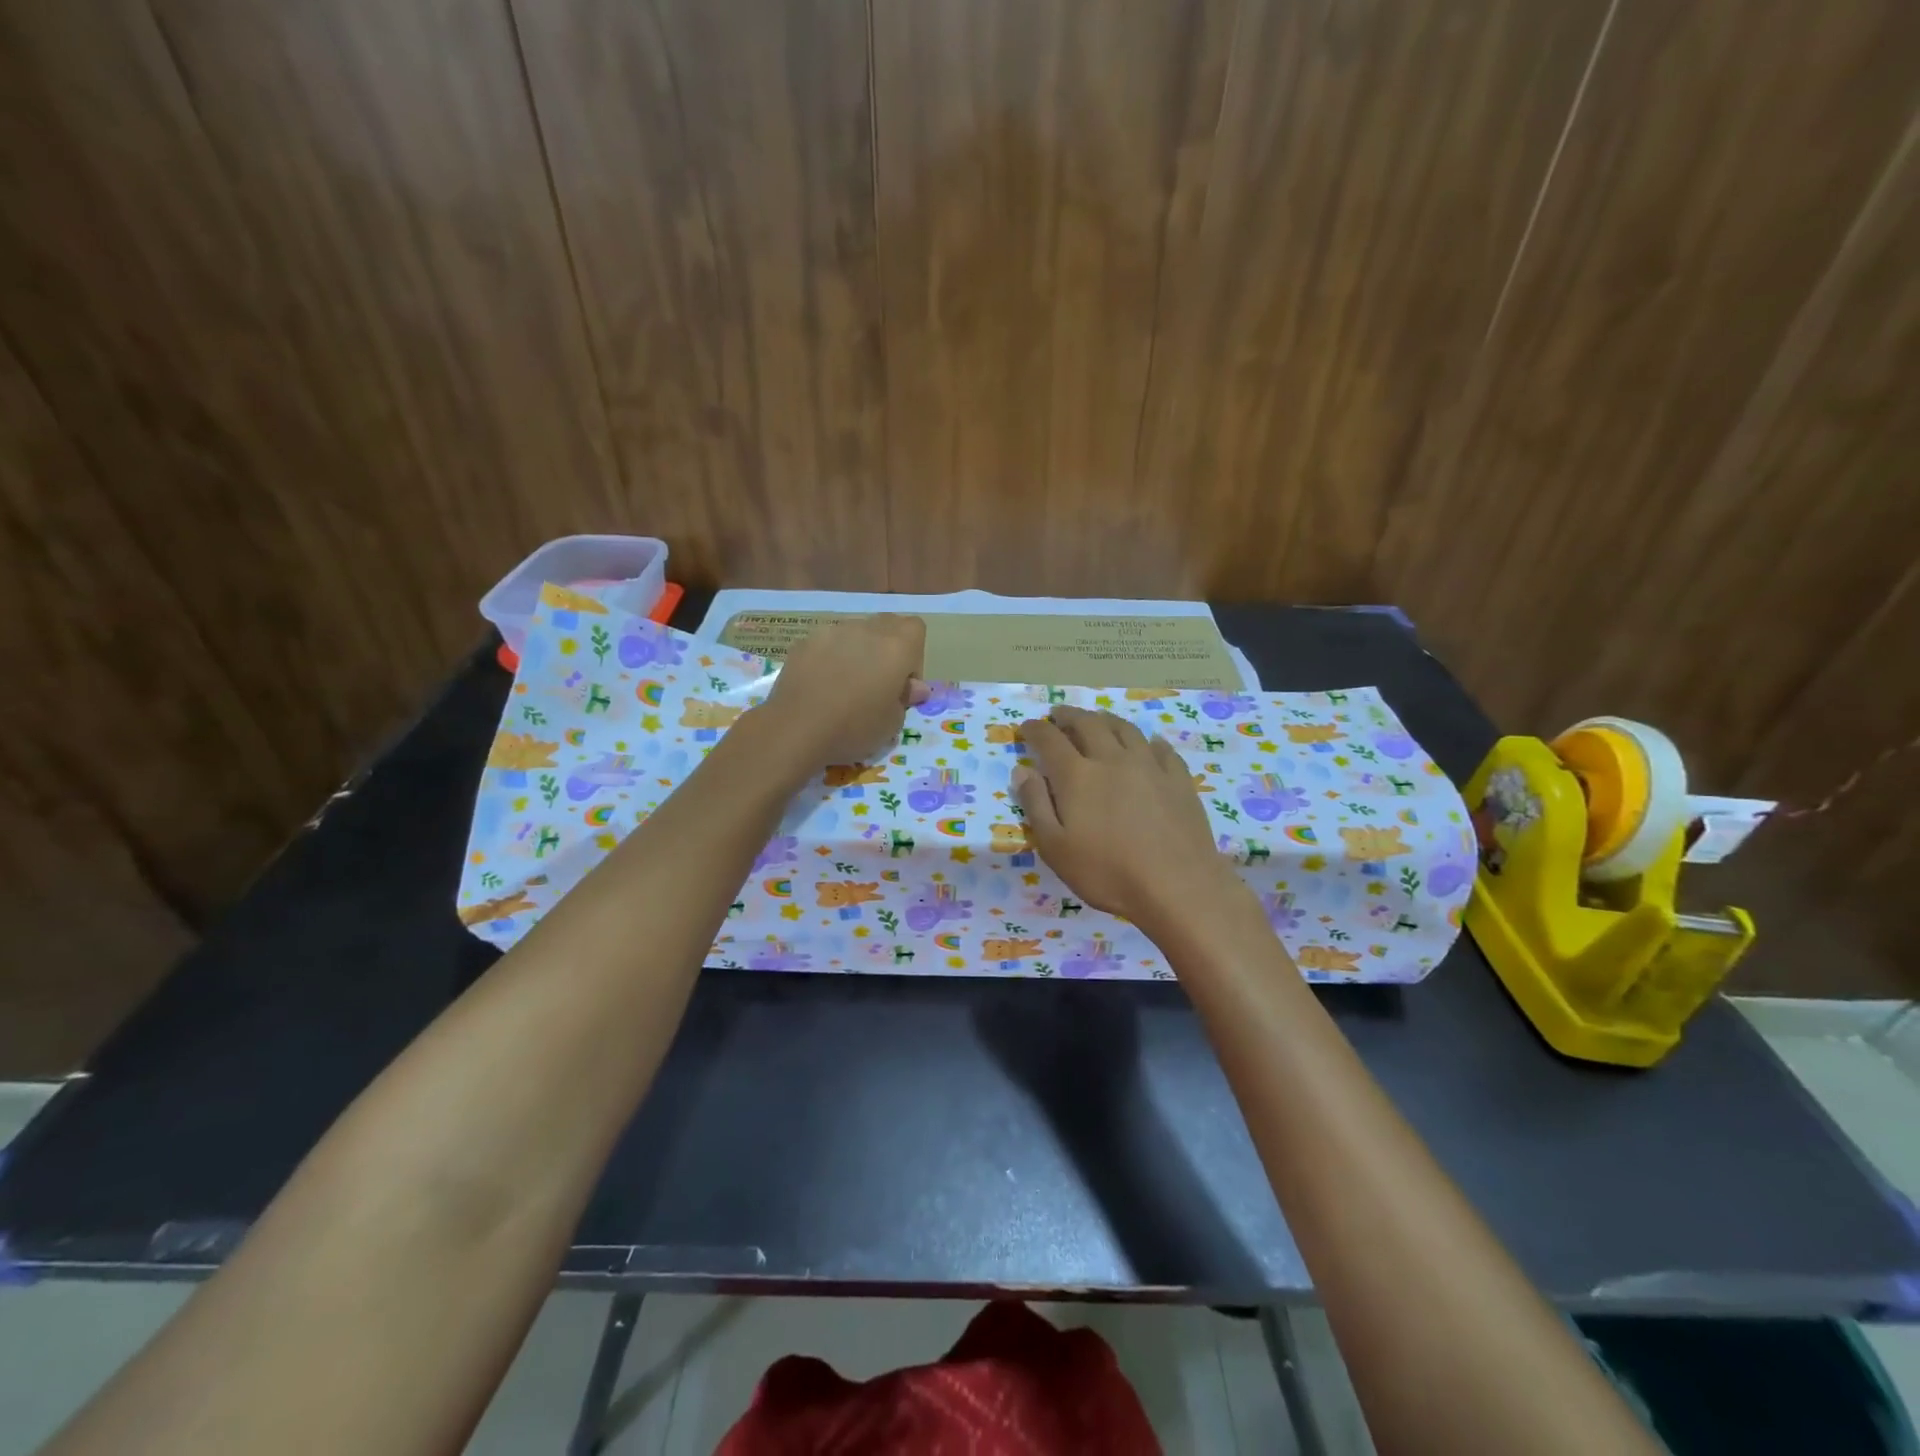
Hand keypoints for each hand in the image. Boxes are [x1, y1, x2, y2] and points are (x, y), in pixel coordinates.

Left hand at [759, 615, 929, 765]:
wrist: (796, 729)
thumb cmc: (854, 728)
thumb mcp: (892, 723)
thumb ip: (905, 698)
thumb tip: (913, 687)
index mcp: (896, 646)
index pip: (915, 628)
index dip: (913, 656)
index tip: (902, 684)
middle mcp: (866, 630)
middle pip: (886, 625)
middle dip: (887, 649)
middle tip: (876, 683)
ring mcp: (832, 631)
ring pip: (855, 633)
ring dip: (857, 651)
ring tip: (844, 684)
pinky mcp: (805, 641)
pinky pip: (827, 643)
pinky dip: (830, 657)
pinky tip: (820, 685)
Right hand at [1014, 707, 1237, 926]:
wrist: (1178, 886)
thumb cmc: (1107, 873)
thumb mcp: (1055, 848)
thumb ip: (1036, 805)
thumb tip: (1022, 770)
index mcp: (1077, 775)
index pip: (1050, 740)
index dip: (1035, 730)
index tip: (1026, 727)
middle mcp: (1112, 759)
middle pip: (1088, 724)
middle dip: (1068, 716)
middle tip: (1058, 715)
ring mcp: (1150, 766)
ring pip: (1125, 729)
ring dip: (1105, 719)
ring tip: (1097, 720)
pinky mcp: (1178, 779)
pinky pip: (1161, 748)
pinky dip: (1147, 741)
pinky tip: (1147, 745)